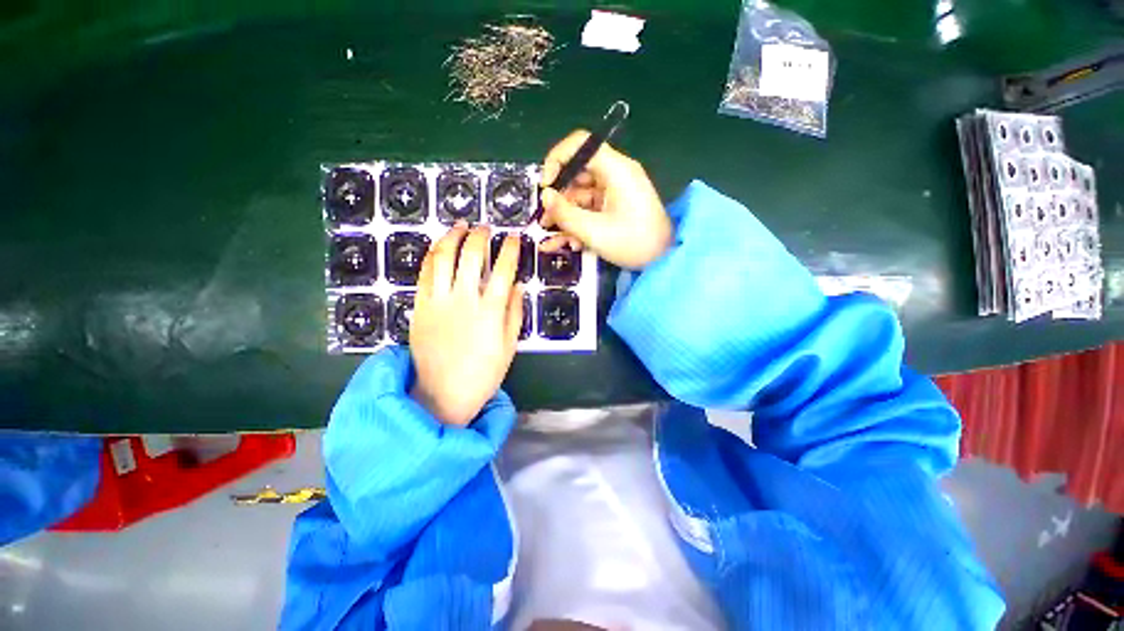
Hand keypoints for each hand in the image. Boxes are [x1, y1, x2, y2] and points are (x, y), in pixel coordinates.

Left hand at [409, 224, 523, 425]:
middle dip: (480, 235)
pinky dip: (433, 255)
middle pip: (472, 255)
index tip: (513, 238)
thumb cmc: (483, 373)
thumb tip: (517, 285)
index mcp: (491, 310)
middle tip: (485, 228)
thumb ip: (515, 312)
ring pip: (444, 257)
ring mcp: (438, 301)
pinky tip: (439, 247)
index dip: (510, 249)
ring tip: (460, 226)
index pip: (503, 269)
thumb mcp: (509, 346)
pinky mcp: (419, 306)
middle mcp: (464, 299)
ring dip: (453, 237)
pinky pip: (425, 273)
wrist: (441, 394)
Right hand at [539, 130, 671, 269]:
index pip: (581, 144)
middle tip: (545, 219)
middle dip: (558, 197)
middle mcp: (615, 175)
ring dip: (565, 216)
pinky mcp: (614, 208)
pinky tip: (568, 243)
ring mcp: (615, 192)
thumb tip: (545, 197)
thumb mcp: (595, 231)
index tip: (546, 186)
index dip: (558, 159)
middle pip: (577, 173)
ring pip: (580, 195)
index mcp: (616, 170)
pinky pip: (590, 209)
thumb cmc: (633, 243)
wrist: (664, 261)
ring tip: (550, 237)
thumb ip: (566, 214)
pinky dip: (578, 223)